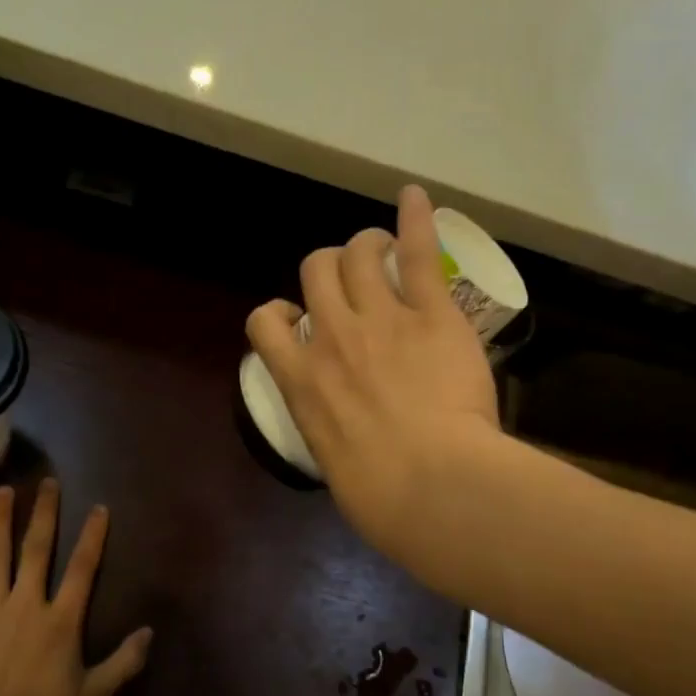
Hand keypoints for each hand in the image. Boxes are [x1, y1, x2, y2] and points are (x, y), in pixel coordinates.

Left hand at [0, 480, 152, 695]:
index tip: (99, 507)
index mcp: (61, 620)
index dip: (93, 536)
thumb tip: (149, 632)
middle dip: (44, 513)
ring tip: (3, 491)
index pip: (83, 568)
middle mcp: (27, 602)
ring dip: (0, 520)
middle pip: (38, 549)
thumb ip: (122, 663)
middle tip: (46, 482)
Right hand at [246, 184, 499, 556]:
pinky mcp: (430, 313)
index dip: (279, 312)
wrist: (432, 487)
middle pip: (314, 271)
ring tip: (383, 251)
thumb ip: (332, 431)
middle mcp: (331, 337)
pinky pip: (416, 252)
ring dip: (366, 246)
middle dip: (329, 268)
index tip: (298, 319)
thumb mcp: (334, 465)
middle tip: (352, 280)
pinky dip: (415, 219)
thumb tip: (347, 437)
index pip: (264, 323)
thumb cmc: (380, 498)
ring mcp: (379, 319)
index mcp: (300, 380)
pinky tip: (415, 196)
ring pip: (357, 253)